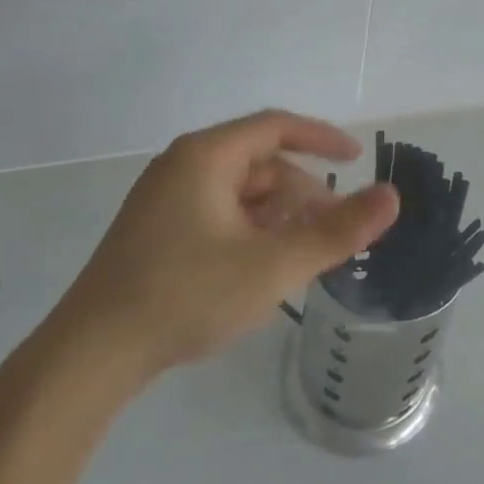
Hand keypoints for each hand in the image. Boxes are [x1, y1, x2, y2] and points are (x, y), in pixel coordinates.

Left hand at [47, 110, 398, 377]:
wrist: (90, 355)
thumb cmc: (186, 295)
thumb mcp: (274, 265)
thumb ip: (337, 231)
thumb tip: (392, 197)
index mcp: (206, 157)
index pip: (276, 127)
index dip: (322, 139)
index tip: (357, 160)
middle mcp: (182, 166)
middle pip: (259, 164)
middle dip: (302, 194)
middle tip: (333, 232)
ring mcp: (163, 200)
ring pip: (239, 193)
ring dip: (278, 216)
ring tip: (302, 256)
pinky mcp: (155, 232)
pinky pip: (217, 214)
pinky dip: (250, 231)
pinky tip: (262, 269)